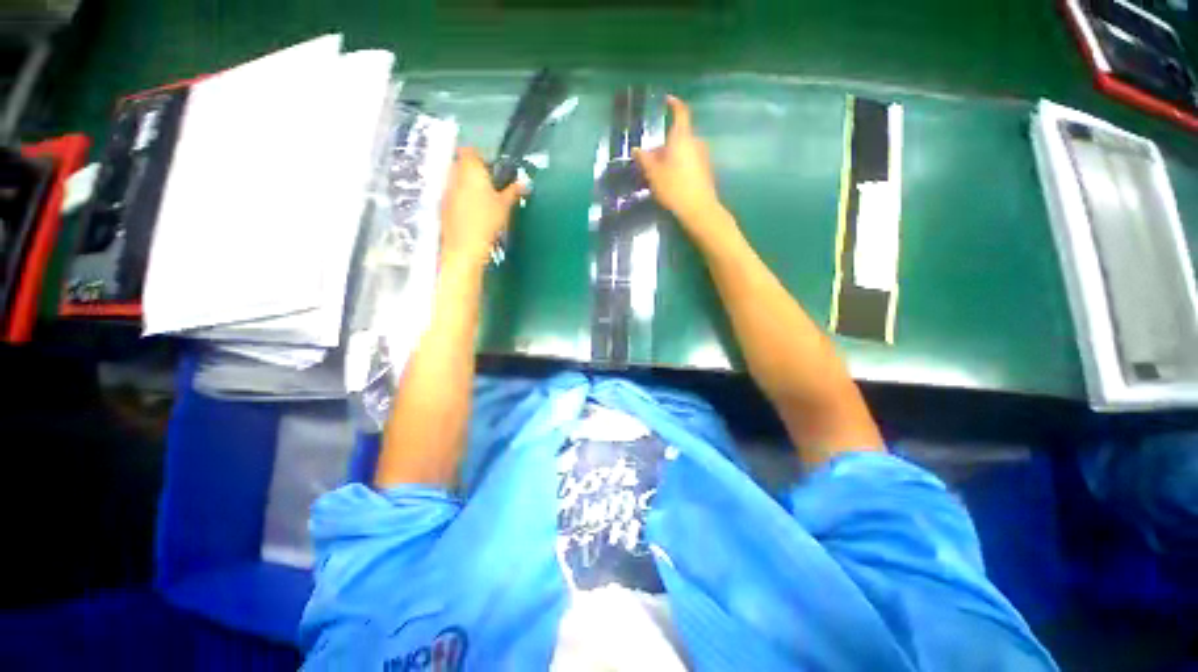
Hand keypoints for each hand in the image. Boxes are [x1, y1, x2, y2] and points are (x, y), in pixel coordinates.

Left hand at [440, 147, 524, 266]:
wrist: (465, 245)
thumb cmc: (487, 220)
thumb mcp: (505, 205)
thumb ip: (513, 191)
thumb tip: (524, 183)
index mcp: (470, 168)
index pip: (470, 150)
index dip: (479, 155)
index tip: (490, 167)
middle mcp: (454, 173)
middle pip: (461, 163)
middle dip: (473, 170)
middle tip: (489, 183)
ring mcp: (446, 189)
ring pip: (455, 178)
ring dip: (466, 184)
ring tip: (481, 198)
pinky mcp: (442, 204)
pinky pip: (452, 193)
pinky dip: (460, 196)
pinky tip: (471, 211)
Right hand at [635, 96, 729, 241]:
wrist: (698, 209)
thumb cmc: (674, 187)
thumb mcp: (654, 174)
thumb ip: (644, 159)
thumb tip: (637, 149)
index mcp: (683, 138)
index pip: (680, 112)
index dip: (674, 104)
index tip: (666, 100)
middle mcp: (695, 143)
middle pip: (677, 137)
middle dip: (662, 145)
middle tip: (648, 158)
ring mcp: (702, 157)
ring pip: (682, 151)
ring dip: (669, 157)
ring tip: (656, 173)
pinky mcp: (705, 171)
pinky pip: (688, 161)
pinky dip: (677, 165)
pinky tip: (669, 181)